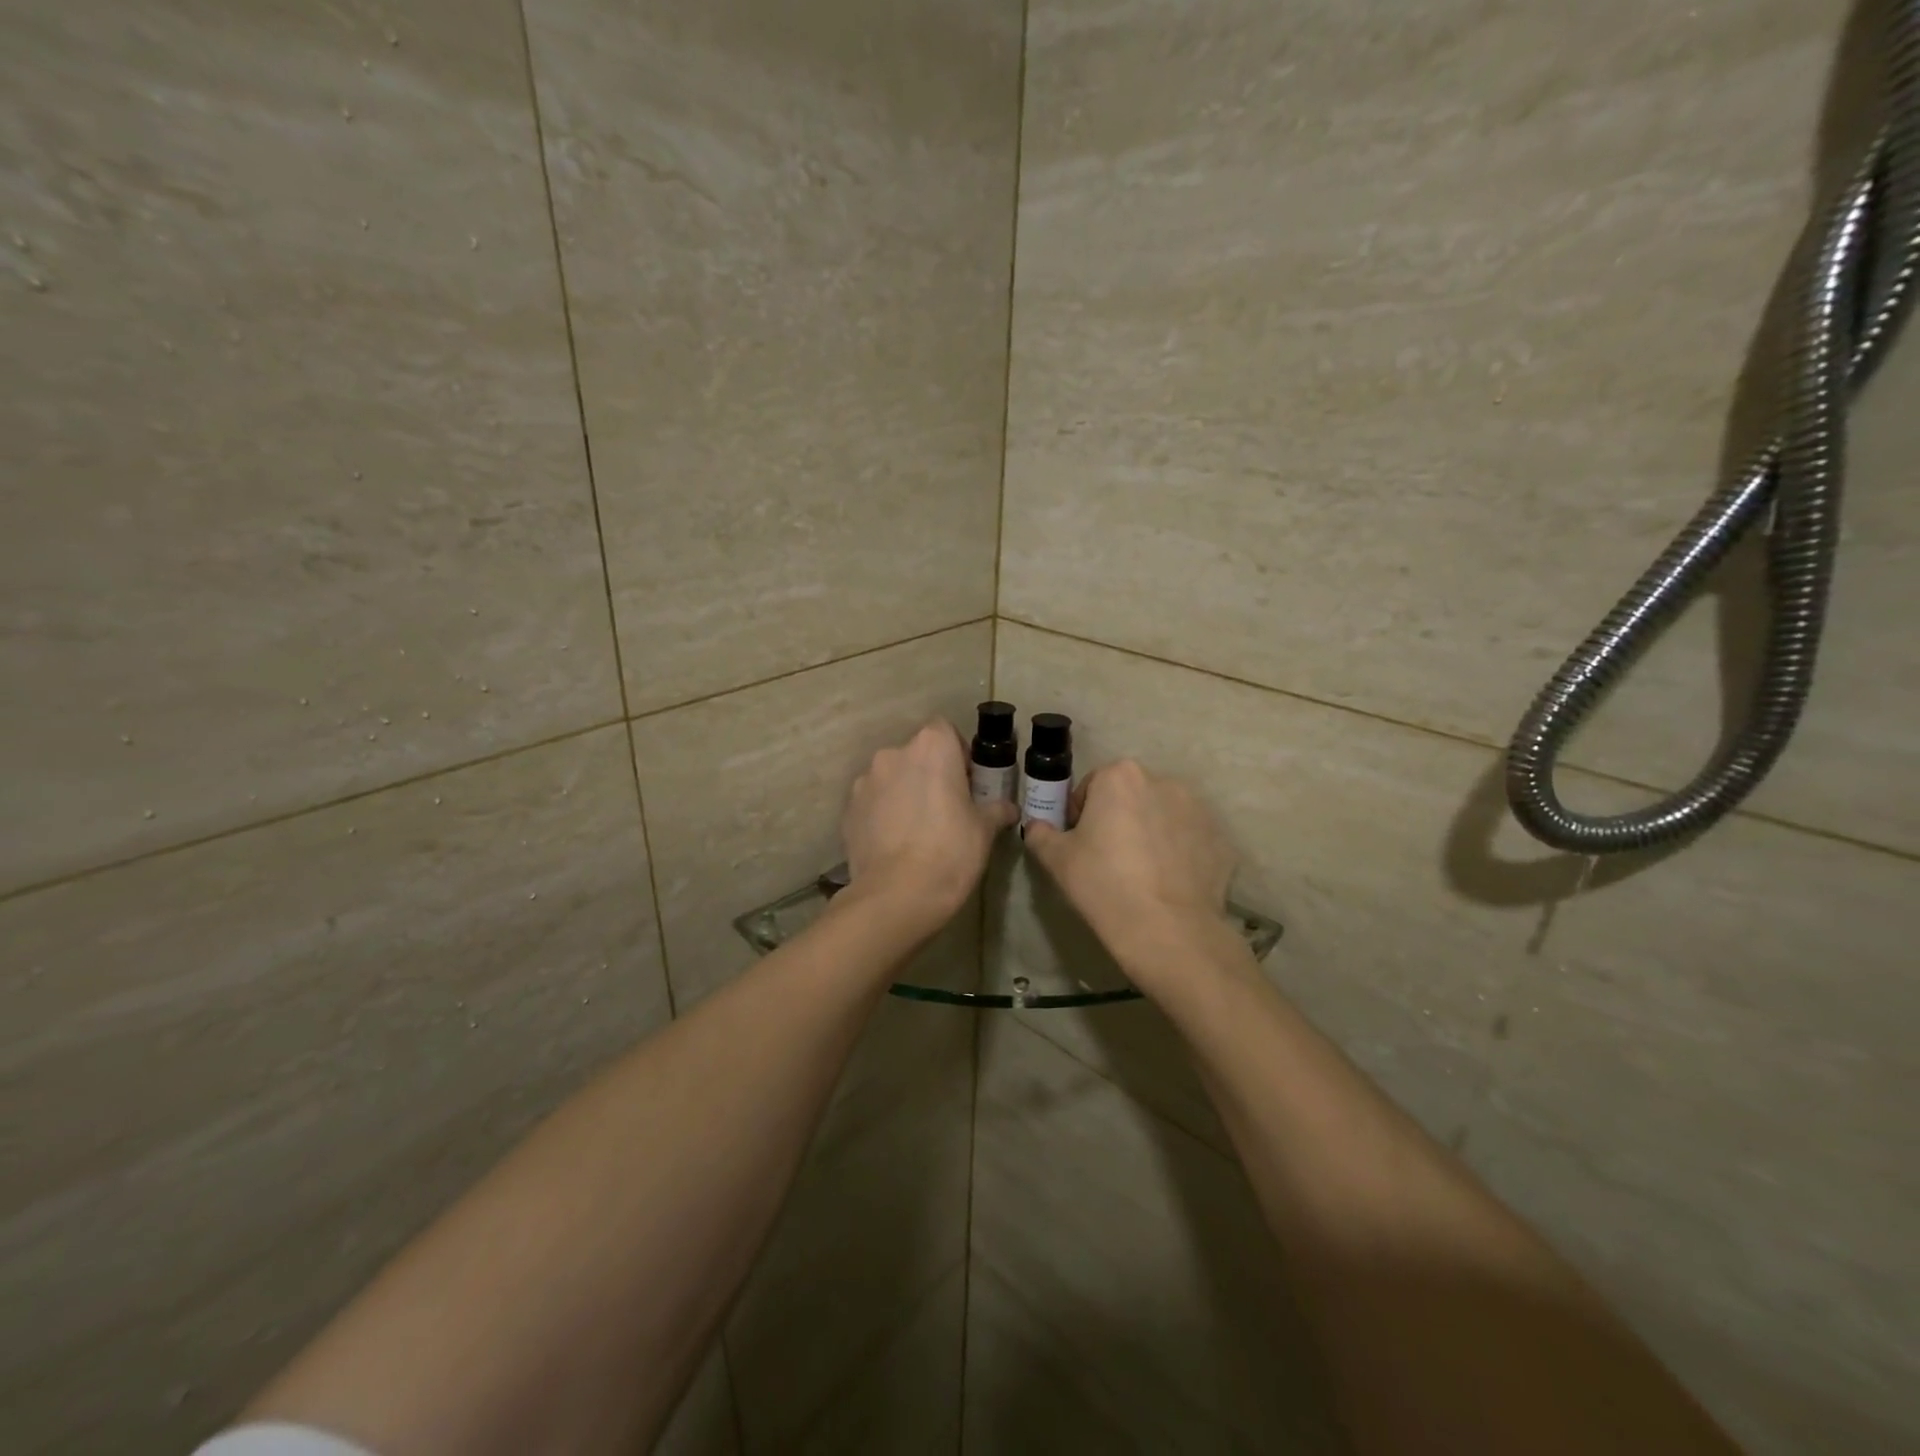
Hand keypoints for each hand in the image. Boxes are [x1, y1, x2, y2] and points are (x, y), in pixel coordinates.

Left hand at [841, 720, 1016, 932]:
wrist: (897, 895)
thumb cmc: (951, 852)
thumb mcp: (984, 830)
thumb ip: (996, 810)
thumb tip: (1008, 808)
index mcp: (931, 747)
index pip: (945, 731)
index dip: (957, 753)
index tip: (966, 782)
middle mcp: (893, 754)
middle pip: (916, 754)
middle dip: (929, 773)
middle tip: (945, 807)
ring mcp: (865, 781)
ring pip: (892, 777)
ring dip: (904, 792)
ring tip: (916, 829)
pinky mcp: (848, 809)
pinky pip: (872, 802)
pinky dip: (883, 813)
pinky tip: (895, 843)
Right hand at [1022, 759, 1237, 987]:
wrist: (1168, 931)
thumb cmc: (1104, 885)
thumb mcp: (1058, 860)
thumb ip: (1041, 834)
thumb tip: (1037, 827)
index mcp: (1120, 777)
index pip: (1091, 787)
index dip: (1081, 815)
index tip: (1080, 845)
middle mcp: (1163, 782)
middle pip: (1130, 797)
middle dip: (1118, 819)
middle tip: (1109, 860)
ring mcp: (1198, 810)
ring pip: (1162, 816)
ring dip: (1150, 833)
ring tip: (1142, 874)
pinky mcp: (1220, 839)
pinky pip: (1189, 840)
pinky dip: (1178, 853)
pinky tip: (1168, 884)